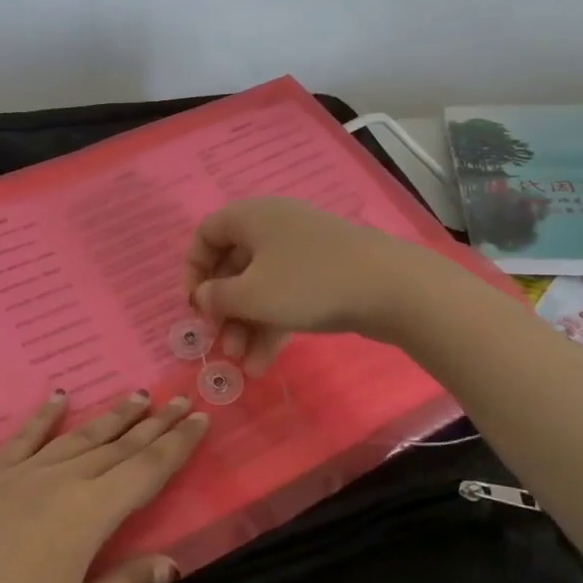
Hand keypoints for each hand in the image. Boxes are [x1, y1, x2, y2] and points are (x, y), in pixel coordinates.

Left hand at [0, 391, 209, 582]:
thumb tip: (171, 563)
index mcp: (91, 514)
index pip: (147, 470)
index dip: (178, 445)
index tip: (201, 418)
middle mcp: (63, 480)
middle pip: (120, 446)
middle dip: (155, 424)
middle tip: (181, 399)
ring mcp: (24, 474)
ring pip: (80, 436)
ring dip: (113, 416)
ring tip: (139, 395)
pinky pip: (25, 436)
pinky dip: (45, 414)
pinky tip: (59, 397)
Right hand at [184, 197, 425, 372]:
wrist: (390, 287)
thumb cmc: (308, 283)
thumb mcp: (251, 294)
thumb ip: (217, 297)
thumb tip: (203, 296)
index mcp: (251, 217)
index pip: (206, 234)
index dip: (193, 270)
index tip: (195, 305)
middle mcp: (273, 226)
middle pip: (233, 266)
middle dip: (224, 309)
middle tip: (221, 343)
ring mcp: (302, 250)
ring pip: (261, 286)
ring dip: (247, 325)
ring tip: (244, 365)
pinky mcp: (323, 274)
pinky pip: (286, 295)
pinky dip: (273, 324)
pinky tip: (265, 363)